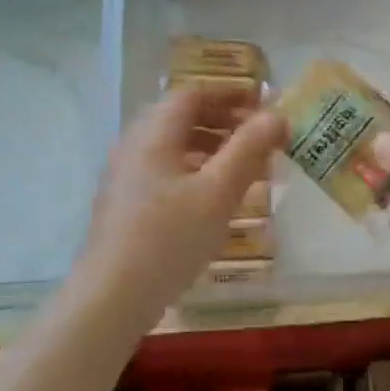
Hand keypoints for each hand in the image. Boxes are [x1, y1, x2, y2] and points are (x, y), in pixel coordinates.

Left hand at [71, 89, 286, 326]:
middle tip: (257, 135)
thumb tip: (277, 115)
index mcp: (154, 134)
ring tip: (243, 165)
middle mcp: (134, 146)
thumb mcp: (219, 191)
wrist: (112, 296)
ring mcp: (125, 176)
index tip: (262, 102)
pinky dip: (194, 169)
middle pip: (180, 117)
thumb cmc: (170, 238)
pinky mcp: (125, 203)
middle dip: (222, 120)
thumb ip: (249, 148)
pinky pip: (164, 170)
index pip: (192, 94)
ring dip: (210, 146)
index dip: (229, 93)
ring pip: (172, 146)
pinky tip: (213, 197)